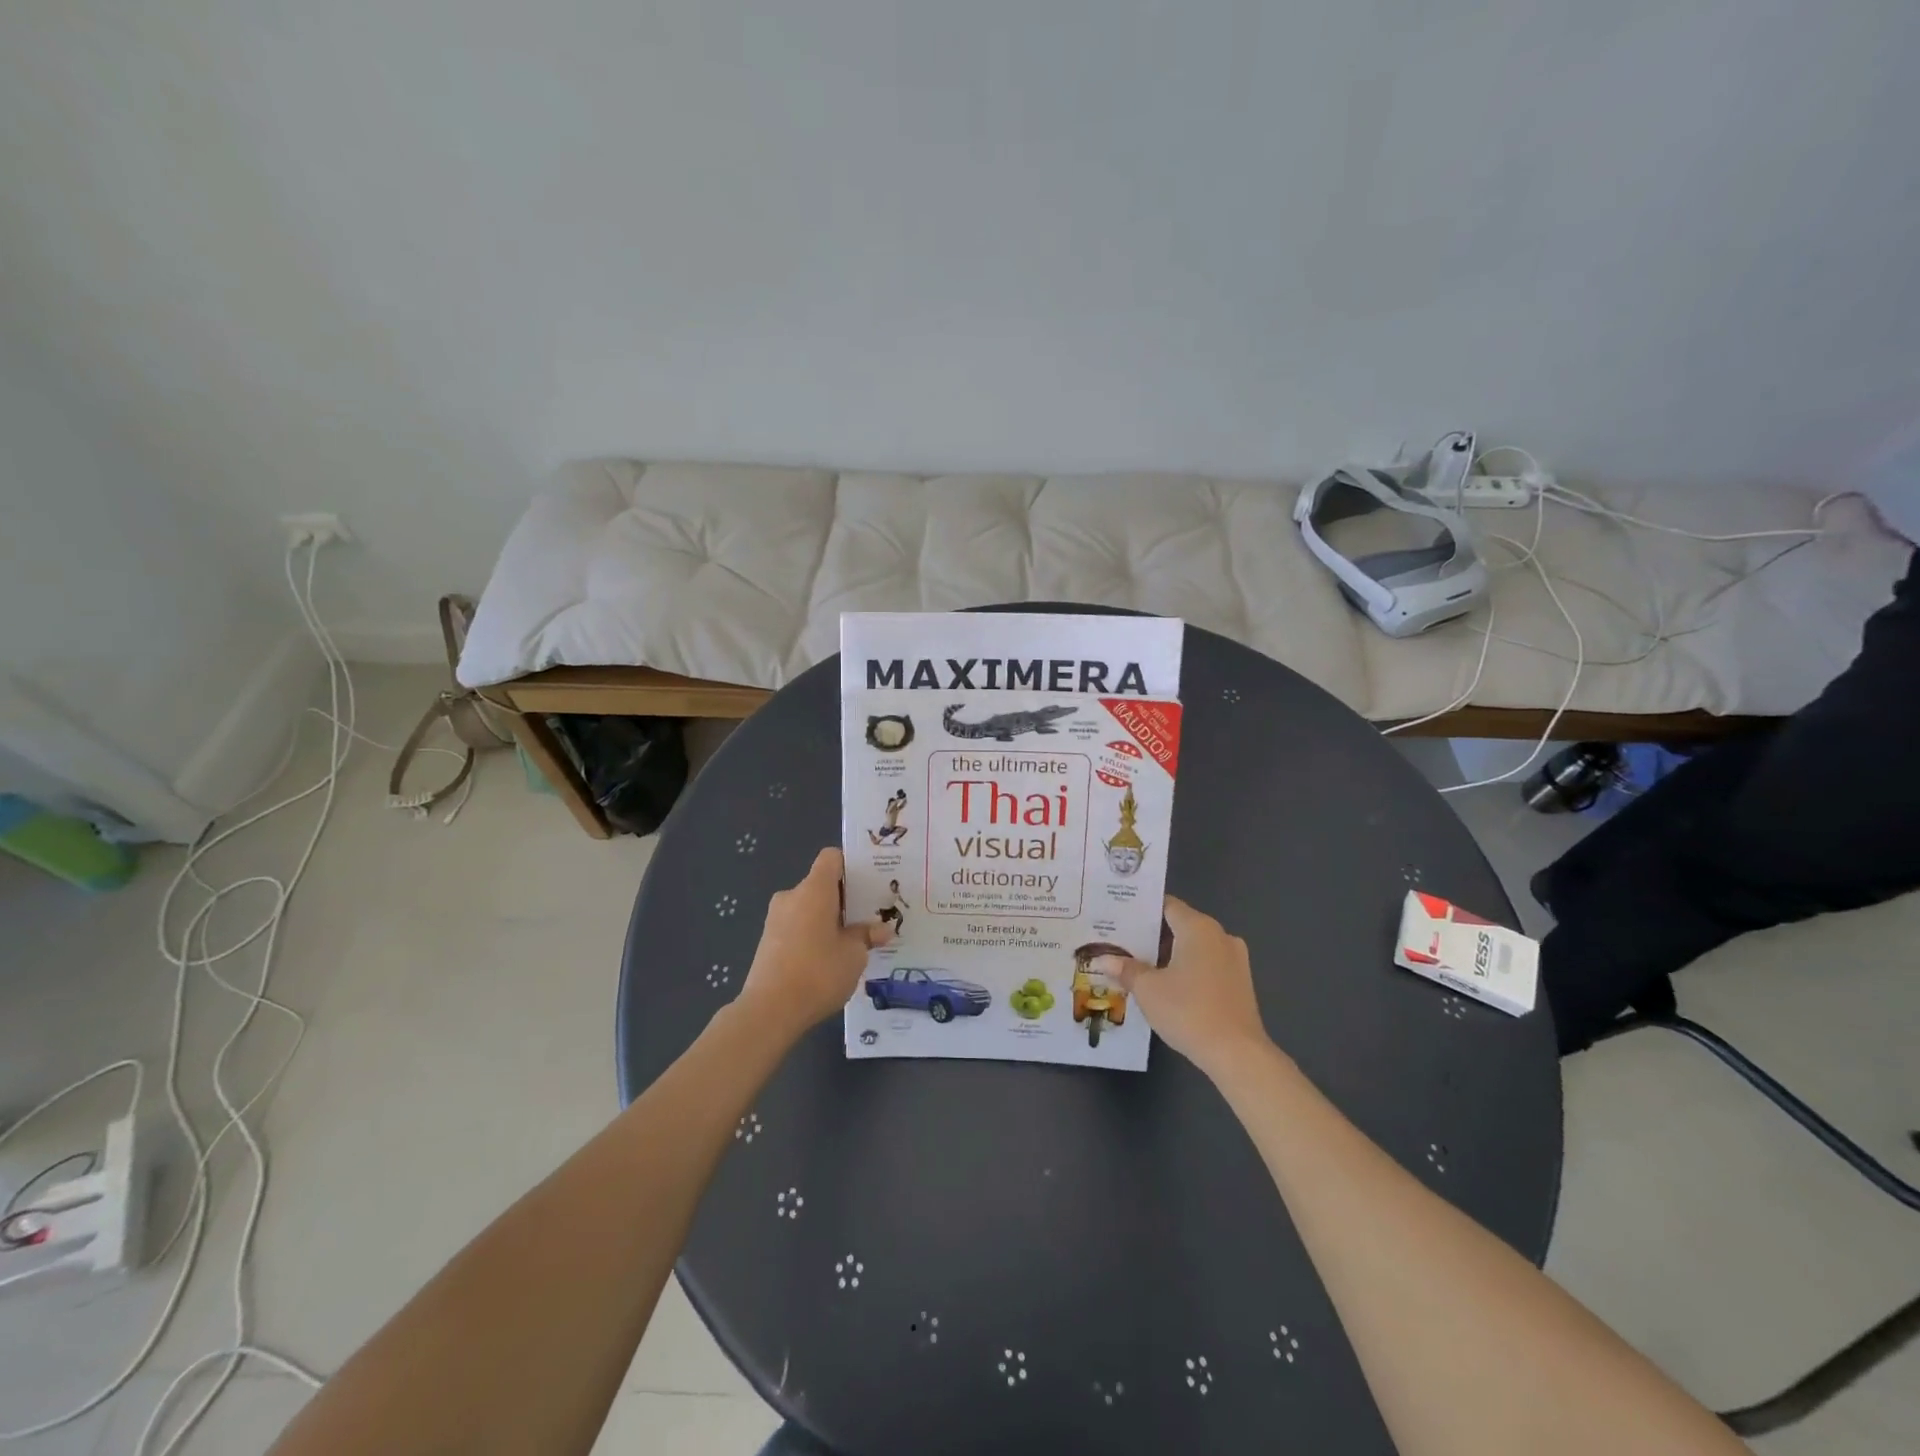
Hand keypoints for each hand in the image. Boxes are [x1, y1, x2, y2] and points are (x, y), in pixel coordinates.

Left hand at [739, 848, 892, 1031]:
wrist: (769, 1011)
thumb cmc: (818, 972)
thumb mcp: (854, 955)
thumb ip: (867, 936)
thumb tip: (882, 929)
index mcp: (814, 890)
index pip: (831, 858)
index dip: (850, 866)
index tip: (869, 884)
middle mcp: (791, 896)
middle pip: (821, 884)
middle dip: (844, 899)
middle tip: (868, 917)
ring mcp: (775, 919)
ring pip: (808, 908)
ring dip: (828, 919)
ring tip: (850, 942)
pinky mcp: (767, 942)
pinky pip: (796, 927)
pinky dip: (812, 935)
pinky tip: (827, 960)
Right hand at [1099, 897, 1266, 1073]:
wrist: (1237, 1054)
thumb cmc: (1189, 1011)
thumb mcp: (1148, 989)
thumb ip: (1126, 969)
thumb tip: (1103, 959)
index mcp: (1198, 927)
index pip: (1166, 905)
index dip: (1141, 910)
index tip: (1118, 917)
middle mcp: (1220, 935)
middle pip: (1180, 925)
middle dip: (1152, 935)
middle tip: (1121, 943)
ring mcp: (1235, 960)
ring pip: (1195, 947)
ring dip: (1170, 954)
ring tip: (1139, 966)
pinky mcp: (1241, 983)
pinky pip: (1207, 965)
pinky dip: (1187, 969)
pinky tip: (1168, 986)